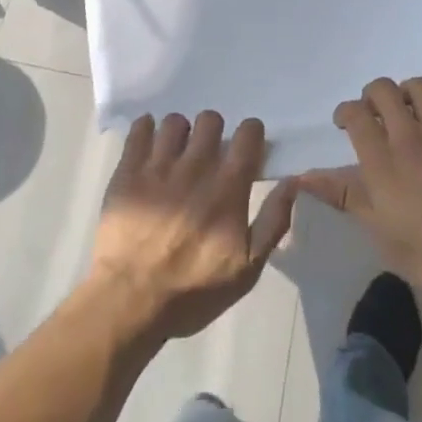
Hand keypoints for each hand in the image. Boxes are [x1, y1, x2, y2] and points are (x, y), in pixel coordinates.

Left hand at [85, 112, 296, 342]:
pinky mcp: (128, 170)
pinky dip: (146, 129)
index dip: (250, 134)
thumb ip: (273, 221)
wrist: (131, 301)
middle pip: (211, 119)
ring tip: (176, 153)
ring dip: (180, 133)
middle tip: (208, 153)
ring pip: (175, 121)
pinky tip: (149, 145)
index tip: (246, 146)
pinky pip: (139, 129)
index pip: (248, 134)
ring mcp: (158, 165)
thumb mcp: (247, 270)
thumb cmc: (193, 291)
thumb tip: (293, 181)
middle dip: (214, 132)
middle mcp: (195, 167)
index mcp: (227, 188)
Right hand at [299, 77, 421, 302]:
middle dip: (372, 95)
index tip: (344, 123)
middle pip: (383, 90)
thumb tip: (304, 177)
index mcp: (382, 161)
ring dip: (404, 89)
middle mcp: (409, 135)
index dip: (345, 112)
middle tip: (373, 113)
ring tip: (405, 105)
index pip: (355, 115)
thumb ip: (346, 197)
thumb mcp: (383, 235)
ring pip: (418, 86)